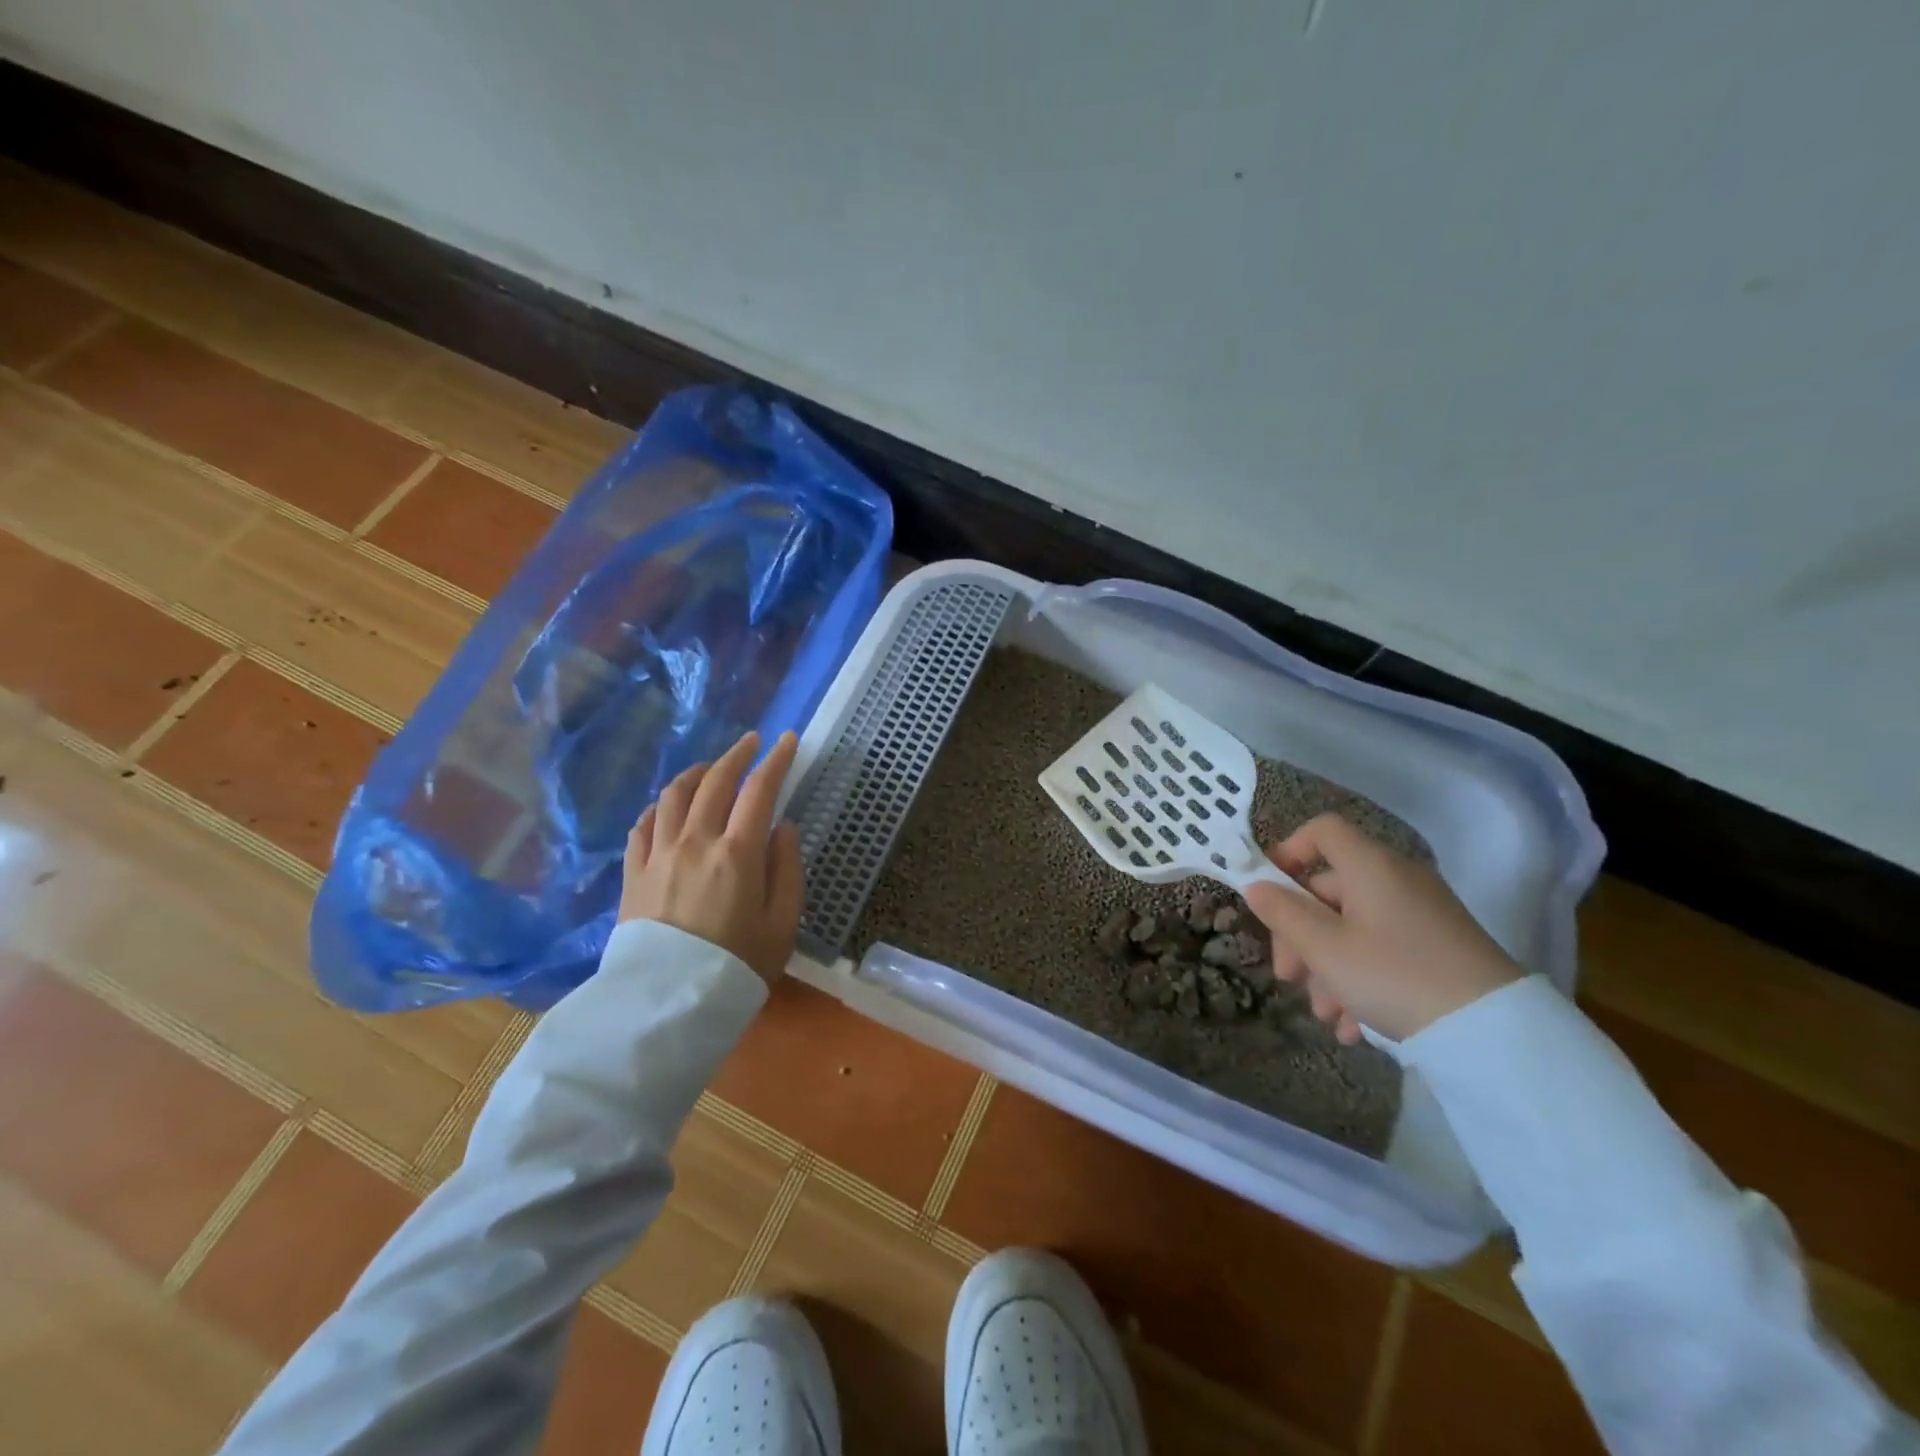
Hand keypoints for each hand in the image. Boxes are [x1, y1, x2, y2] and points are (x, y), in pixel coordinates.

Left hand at [617, 730, 804, 986]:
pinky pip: (644, 825)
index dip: (775, 760)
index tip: (786, 740)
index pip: (759, 790)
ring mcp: (659, 855)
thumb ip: (788, 869)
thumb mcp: (783, 925)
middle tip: (752, 742)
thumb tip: (783, 827)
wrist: (667, 1008)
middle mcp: (695, 842)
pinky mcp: (633, 873)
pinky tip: (668, 806)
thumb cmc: (737, 967)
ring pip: (674, 795)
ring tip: (710, 767)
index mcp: (737, 854)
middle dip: (737, 755)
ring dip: (696, 772)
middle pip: (715, 782)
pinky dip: (660, 805)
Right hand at [1242, 813, 1522, 1043]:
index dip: (1288, 851)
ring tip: (1326, 1016)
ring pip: (1353, 930)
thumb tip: (1256, 886)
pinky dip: (1361, 982)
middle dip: (1301, 936)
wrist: (1495, 1033)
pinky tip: (1354, 1027)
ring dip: (1328, 970)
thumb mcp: (1326, 949)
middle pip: (1329, 891)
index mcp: (1370, 866)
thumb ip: (1283, 914)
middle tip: (1288, 978)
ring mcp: (1420, 916)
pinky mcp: (1439, 950)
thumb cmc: (1394, 976)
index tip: (1269, 892)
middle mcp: (1396, 881)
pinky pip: (1383, 953)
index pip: (1322, 831)